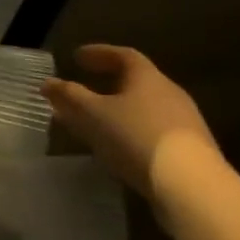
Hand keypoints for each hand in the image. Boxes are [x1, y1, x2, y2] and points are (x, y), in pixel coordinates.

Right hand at [44, 44, 219, 198]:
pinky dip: (130, 130)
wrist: (192, 186)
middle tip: (84, 88)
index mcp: (148, 78)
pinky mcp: (190, 150)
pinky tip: (118, 146)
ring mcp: (184, 122)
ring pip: (144, 107)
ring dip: (118, 110)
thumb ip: (69, 96)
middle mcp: (170, 93)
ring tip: (95, 121)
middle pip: (136, 81)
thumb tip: (47, 83)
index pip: (123, 55)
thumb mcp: (93, 114)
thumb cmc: (136, 137)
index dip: (99, 53)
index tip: (76, 57)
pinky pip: (152, 130)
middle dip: (107, 83)